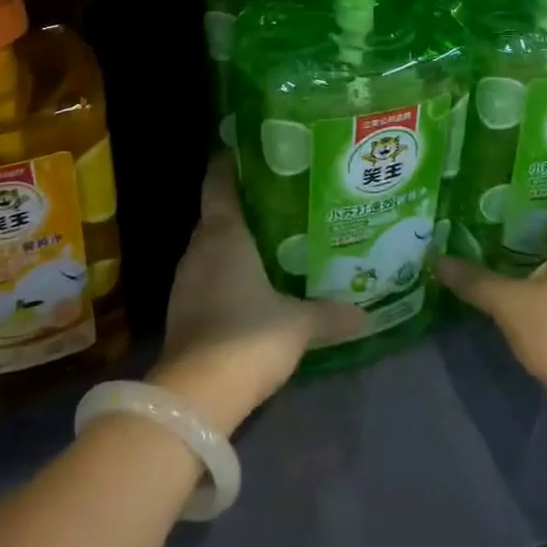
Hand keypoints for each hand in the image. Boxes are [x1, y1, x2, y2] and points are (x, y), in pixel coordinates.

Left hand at [151, 153, 364, 433]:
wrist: (194, 397)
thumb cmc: (248, 338)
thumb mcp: (298, 323)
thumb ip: (330, 314)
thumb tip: (365, 313)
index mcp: (223, 234)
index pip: (218, 182)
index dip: (230, 162)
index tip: (251, 148)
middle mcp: (199, 248)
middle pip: (217, 212)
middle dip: (244, 203)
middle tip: (282, 197)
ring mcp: (186, 280)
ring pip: (211, 246)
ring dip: (235, 241)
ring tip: (272, 237)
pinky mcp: (182, 309)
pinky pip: (207, 274)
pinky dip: (226, 270)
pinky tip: (252, 282)